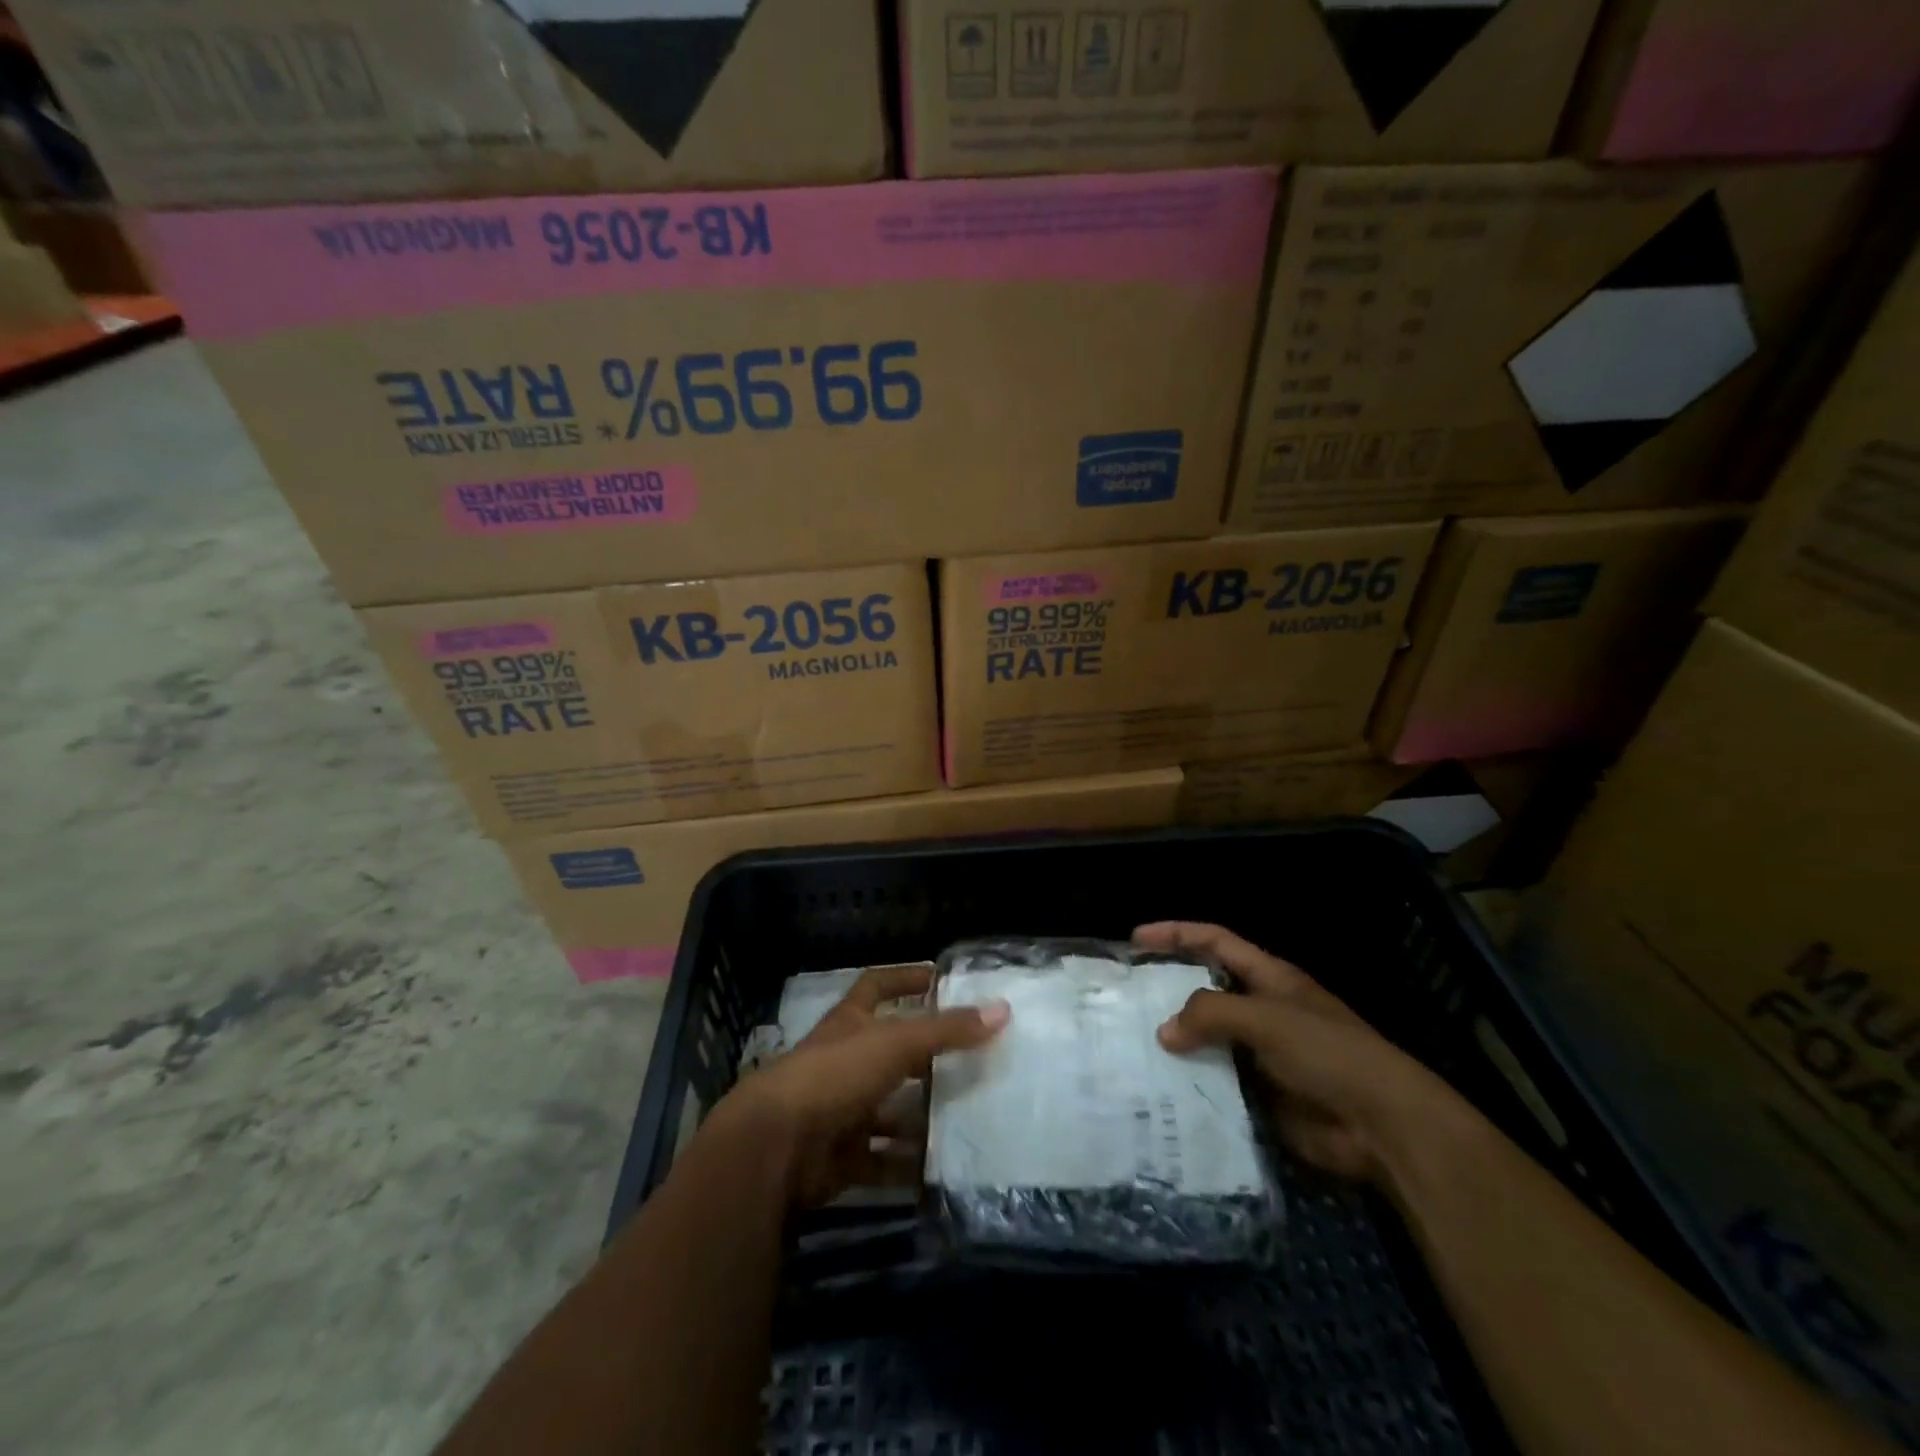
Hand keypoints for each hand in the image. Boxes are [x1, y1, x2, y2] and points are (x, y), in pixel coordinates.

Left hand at [716, 964, 1009, 1207]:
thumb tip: (1002, 1008)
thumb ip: (947, 1029)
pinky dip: (907, 1166)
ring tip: (969, 1118)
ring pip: (889, 1109)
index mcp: (849, 1022)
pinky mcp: (840, 1157)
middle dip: (926, 1057)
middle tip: (974, 1059)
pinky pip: (882, 1160)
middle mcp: (843, 1061)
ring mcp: (840, 1110)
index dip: (906, 978)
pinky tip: (942, 1169)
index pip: (877, 986)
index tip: (941, 978)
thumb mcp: (895, 1042)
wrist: (775, 1148)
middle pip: (890, 1053)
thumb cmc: (835, 1075)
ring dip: (921, 1115)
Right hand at [1138, 922, 1462, 1185]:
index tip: (1136, 938)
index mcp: (1269, 979)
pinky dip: (1190, 1082)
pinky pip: (1215, 1082)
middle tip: (1124, 996)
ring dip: (1175, 1042)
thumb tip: (1164, 1031)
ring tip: (1129, 1044)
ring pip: (1206, 1039)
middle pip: (1206, 990)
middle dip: (1167, 989)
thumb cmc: (1328, 1054)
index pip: (1215, 942)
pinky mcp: (1259, 1095)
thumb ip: (1211, 1014)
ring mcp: (1260, 1054)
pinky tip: (1158, 1088)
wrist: (1382, 1127)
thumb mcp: (1267, 1019)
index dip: (1176, 934)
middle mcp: (1262, 1010)